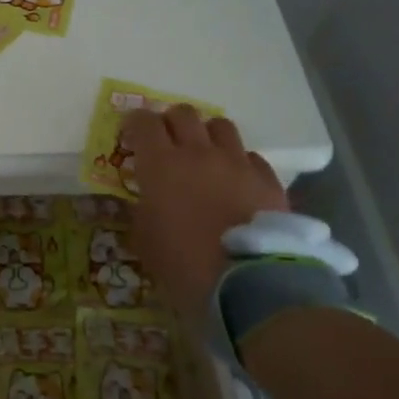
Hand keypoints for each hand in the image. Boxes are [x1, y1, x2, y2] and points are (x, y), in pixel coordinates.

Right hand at [123, 105, 287, 321]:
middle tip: (167, 141)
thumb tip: (145, 200)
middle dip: (171, 122)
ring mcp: (237, 163)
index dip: (134, 123)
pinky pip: (250, 156)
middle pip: (183, 114)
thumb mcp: (145, 241)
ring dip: (207, 134)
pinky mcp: (267, 179)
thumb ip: (141, 211)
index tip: (131, 134)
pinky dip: (239, 162)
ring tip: (205, 154)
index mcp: (161, 164)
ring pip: (220, 125)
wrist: (248, 285)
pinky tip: (237, 181)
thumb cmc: (184, 265)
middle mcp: (198, 152)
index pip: (143, 122)